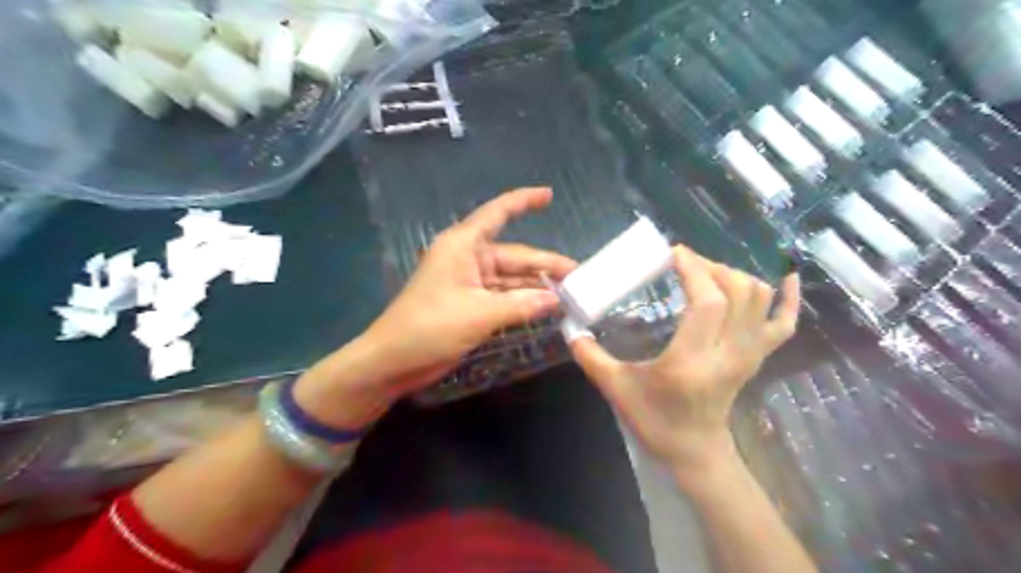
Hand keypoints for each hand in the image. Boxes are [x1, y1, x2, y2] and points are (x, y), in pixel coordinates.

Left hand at [366, 185, 577, 390]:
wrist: (394, 361)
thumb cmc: (431, 327)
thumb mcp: (480, 314)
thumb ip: (521, 305)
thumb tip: (555, 300)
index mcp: (463, 246)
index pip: (497, 214)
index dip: (523, 202)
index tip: (549, 195)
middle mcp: (468, 259)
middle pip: (514, 256)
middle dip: (545, 265)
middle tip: (578, 277)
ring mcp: (469, 283)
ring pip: (511, 279)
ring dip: (536, 287)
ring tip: (569, 295)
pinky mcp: (470, 305)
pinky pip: (503, 297)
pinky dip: (522, 302)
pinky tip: (545, 308)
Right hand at [566, 245, 797, 479]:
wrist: (694, 450)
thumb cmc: (654, 419)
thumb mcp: (616, 388)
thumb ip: (589, 355)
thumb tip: (571, 327)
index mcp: (692, 360)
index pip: (707, 301)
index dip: (694, 268)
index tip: (672, 253)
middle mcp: (729, 353)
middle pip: (737, 291)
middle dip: (710, 266)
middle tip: (683, 262)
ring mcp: (749, 355)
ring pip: (759, 299)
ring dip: (734, 275)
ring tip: (707, 271)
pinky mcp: (758, 358)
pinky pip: (785, 323)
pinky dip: (789, 298)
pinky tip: (786, 276)